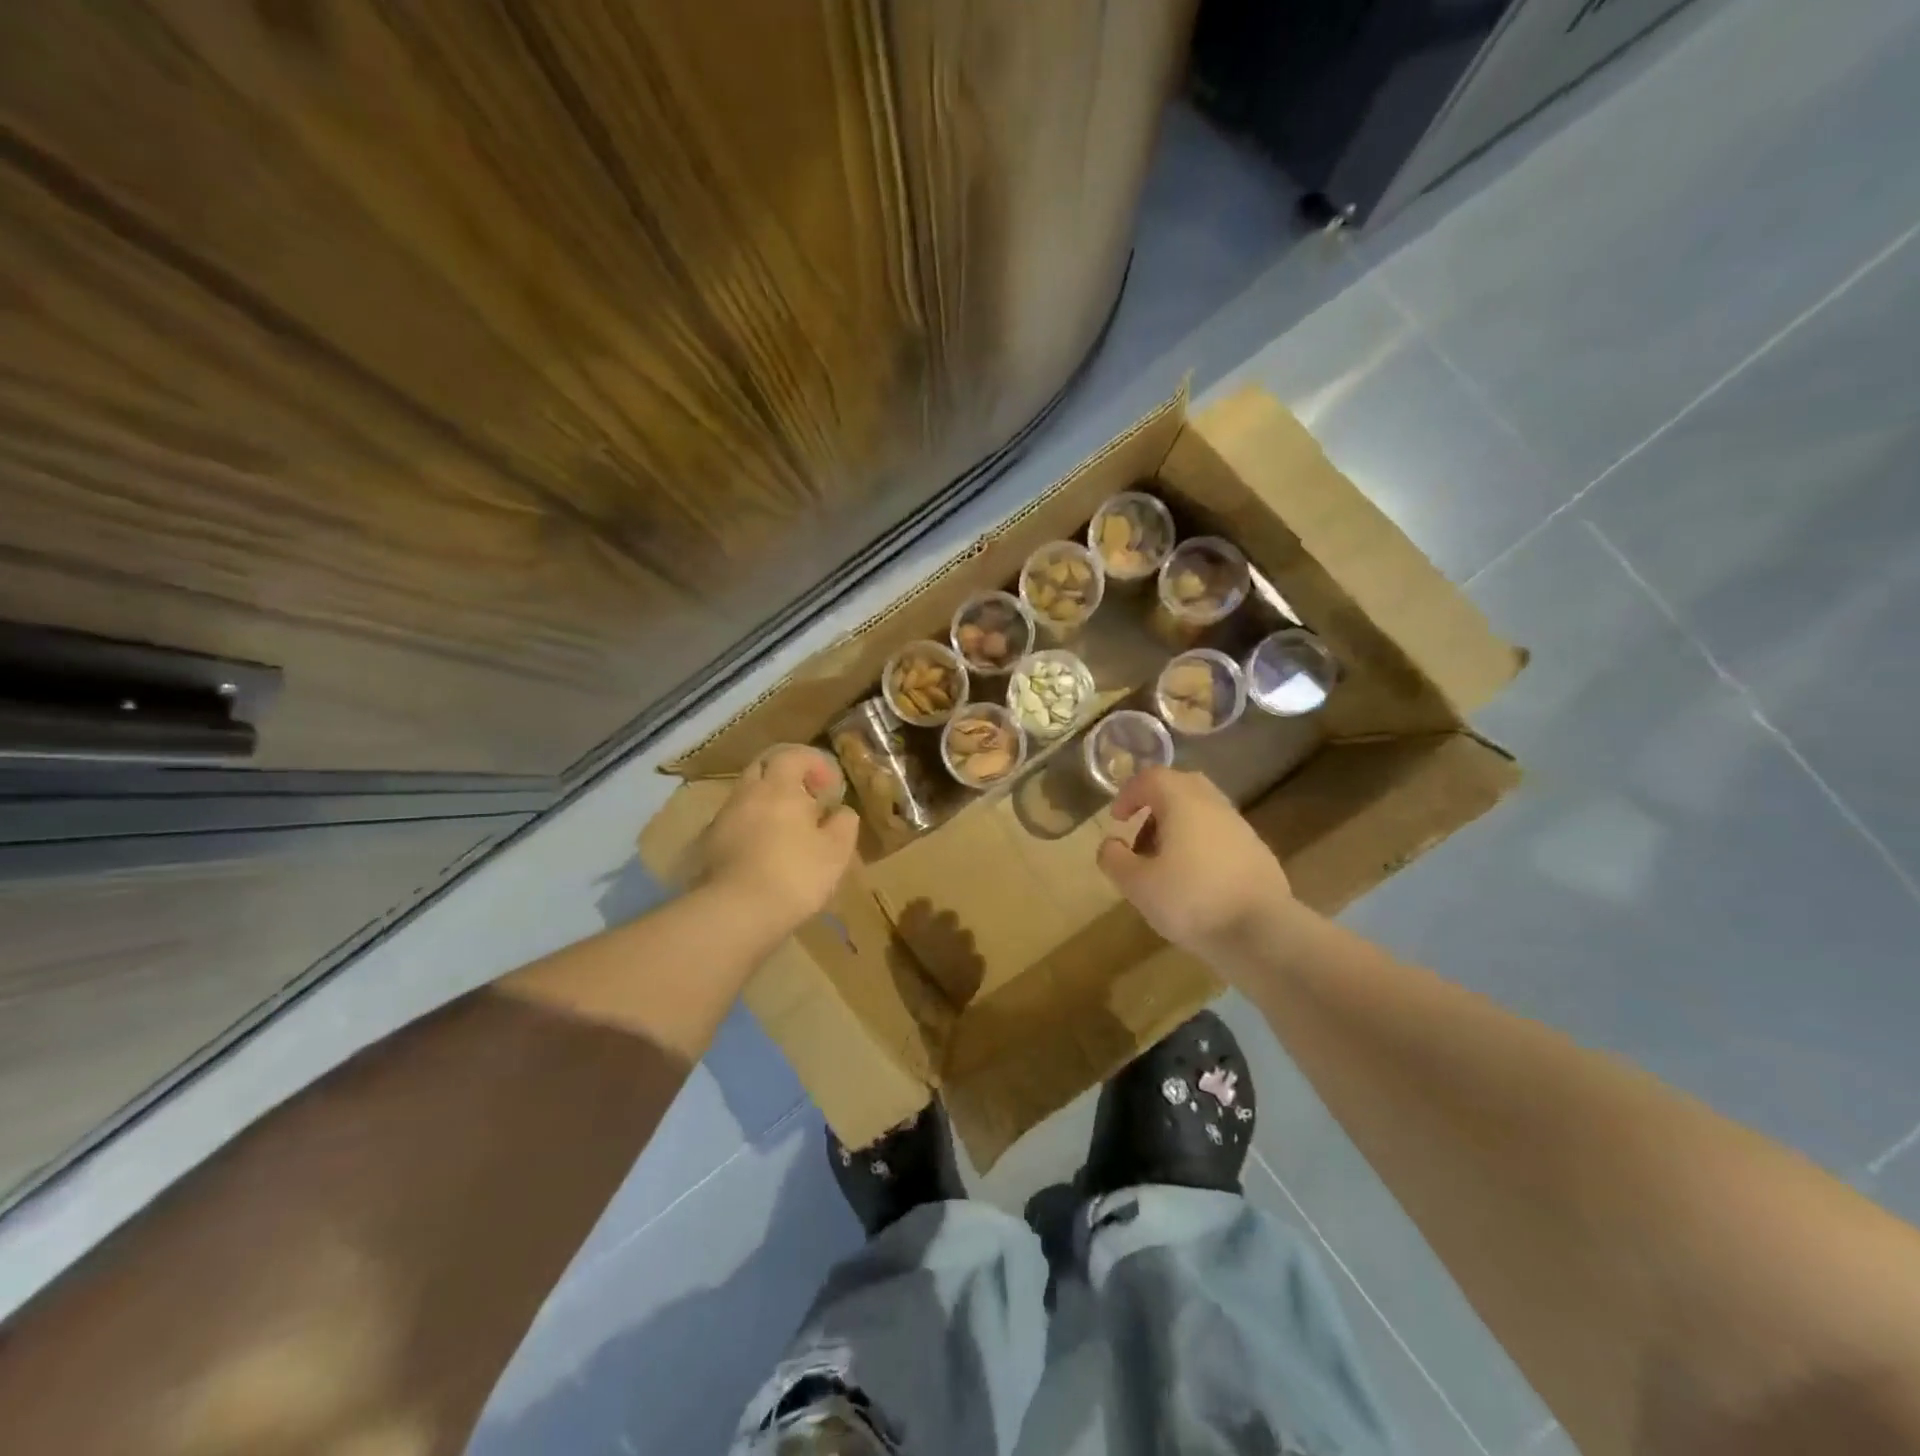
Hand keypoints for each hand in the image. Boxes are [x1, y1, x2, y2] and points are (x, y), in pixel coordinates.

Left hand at [696, 745, 859, 932]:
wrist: (736, 912)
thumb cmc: (795, 874)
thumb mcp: (836, 851)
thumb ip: (844, 824)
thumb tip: (842, 812)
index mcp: (778, 788)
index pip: (793, 755)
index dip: (814, 762)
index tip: (830, 786)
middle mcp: (746, 794)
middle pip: (763, 768)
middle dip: (786, 776)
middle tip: (806, 799)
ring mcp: (723, 820)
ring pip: (746, 797)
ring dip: (767, 803)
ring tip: (787, 830)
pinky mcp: (709, 846)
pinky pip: (734, 823)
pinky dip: (751, 827)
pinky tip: (764, 852)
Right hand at [1097, 766, 1293, 955]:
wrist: (1263, 932)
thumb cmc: (1192, 901)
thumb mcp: (1137, 885)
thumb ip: (1114, 859)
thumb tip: (1111, 843)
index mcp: (1183, 802)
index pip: (1151, 777)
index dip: (1129, 793)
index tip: (1118, 820)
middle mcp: (1214, 805)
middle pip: (1181, 786)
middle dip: (1155, 806)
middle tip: (1141, 837)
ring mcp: (1241, 828)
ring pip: (1203, 811)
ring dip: (1178, 827)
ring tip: (1164, 865)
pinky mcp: (1258, 853)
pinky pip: (1220, 835)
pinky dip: (1201, 845)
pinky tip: (1195, 881)